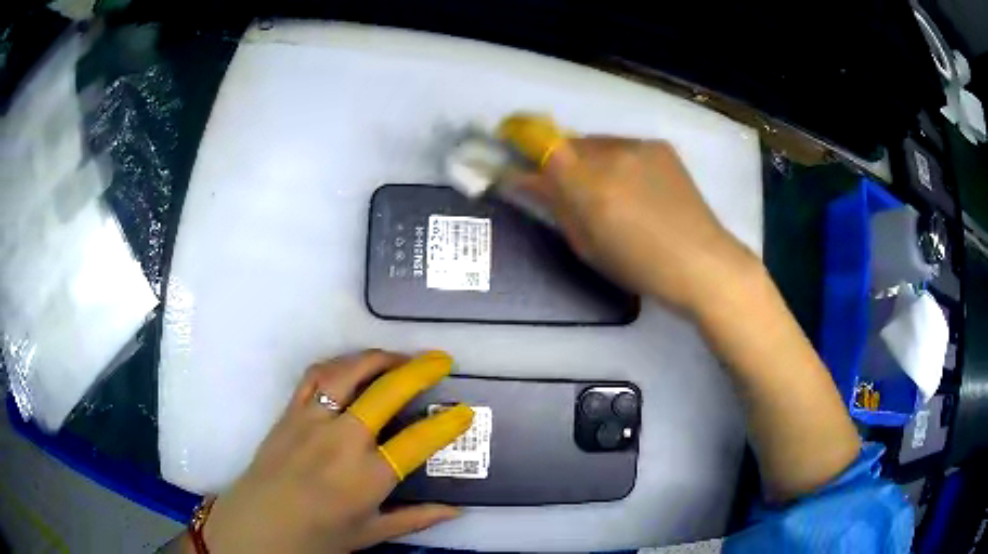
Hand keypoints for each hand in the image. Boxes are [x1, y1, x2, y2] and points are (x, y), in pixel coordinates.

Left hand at [197, 350, 472, 553]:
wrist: (260, 524)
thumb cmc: (317, 535)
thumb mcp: (371, 533)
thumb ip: (417, 519)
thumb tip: (457, 510)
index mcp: (367, 477)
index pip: (417, 442)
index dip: (447, 425)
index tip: (464, 410)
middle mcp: (342, 441)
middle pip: (386, 393)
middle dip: (419, 371)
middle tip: (440, 360)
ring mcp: (312, 420)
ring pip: (348, 373)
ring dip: (378, 358)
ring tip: (399, 357)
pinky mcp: (290, 411)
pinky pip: (315, 375)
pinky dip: (338, 363)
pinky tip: (352, 366)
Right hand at [500, 115, 757, 313]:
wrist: (702, 261)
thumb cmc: (640, 266)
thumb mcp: (588, 246)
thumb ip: (556, 207)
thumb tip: (527, 180)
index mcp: (590, 186)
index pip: (542, 147)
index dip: (520, 140)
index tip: (508, 147)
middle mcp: (611, 154)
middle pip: (568, 144)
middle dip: (560, 160)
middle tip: (566, 186)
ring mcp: (638, 146)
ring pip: (597, 144)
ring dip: (589, 161)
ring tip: (608, 191)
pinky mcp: (659, 146)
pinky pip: (623, 147)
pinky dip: (617, 161)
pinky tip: (635, 187)